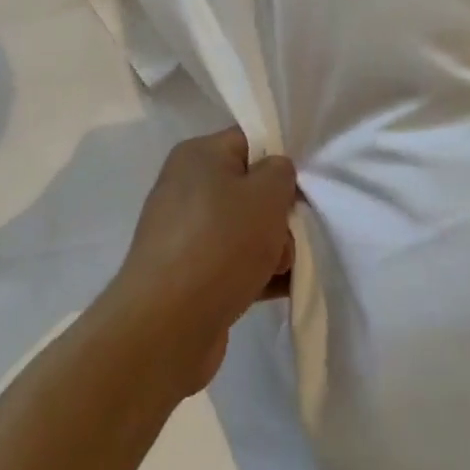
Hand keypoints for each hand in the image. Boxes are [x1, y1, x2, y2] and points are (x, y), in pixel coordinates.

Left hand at [106, 129, 296, 397]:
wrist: (166, 327)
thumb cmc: (220, 243)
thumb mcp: (266, 194)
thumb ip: (281, 172)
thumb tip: (273, 176)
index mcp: (198, 155)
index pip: (249, 141)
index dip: (280, 159)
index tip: (303, 185)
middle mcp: (185, 187)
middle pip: (249, 188)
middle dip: (278, 214)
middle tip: (291, 236)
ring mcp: (183, 233)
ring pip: (243, 229)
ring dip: (271, 248)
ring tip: (282, 270)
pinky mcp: (186, 275)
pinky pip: (232, 263)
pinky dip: (255, 274)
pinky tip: (278, 290)